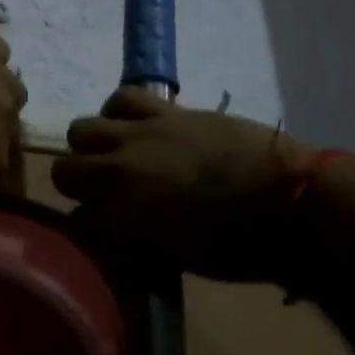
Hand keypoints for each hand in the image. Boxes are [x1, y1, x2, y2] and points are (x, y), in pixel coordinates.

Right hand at [50, 88, 308, 280]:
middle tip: (104, 191)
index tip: (104, 230)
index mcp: (120, 218)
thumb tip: (116, 227)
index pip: (76, 220)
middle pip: (65, 170)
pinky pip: (123, 98)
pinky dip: (119, 112)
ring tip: (116, 153)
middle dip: (78, 182)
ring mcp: (138, 136)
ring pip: (82, 129)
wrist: (290, 201)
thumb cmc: (239, 246)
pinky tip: (133, 124)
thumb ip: (134, 238)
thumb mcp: (176, 257)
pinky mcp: (165, 111)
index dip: (88, 225)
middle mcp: (116, 172)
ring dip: (92, 145)